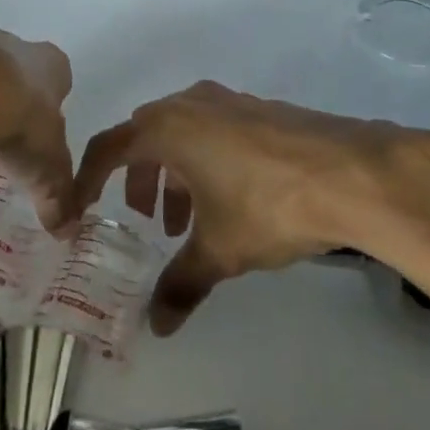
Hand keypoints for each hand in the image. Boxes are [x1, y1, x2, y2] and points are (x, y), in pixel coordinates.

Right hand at [72, 81, 429, 334]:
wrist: (350, 174)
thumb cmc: (267, 205)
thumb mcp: (219, 251)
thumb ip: (181, 284)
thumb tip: (157, 328)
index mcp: (167, 128)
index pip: (109, 147)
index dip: (88, 179)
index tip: (80, 209)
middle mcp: (190, 104)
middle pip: (145, 135)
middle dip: (139, 178)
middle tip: (149, 221)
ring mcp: (227, 101)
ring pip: (182, 132)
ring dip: (175, 173)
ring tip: (191, 221)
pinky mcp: (258, 109)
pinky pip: (213, 130)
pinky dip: (205, 161)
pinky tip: (231, 199)